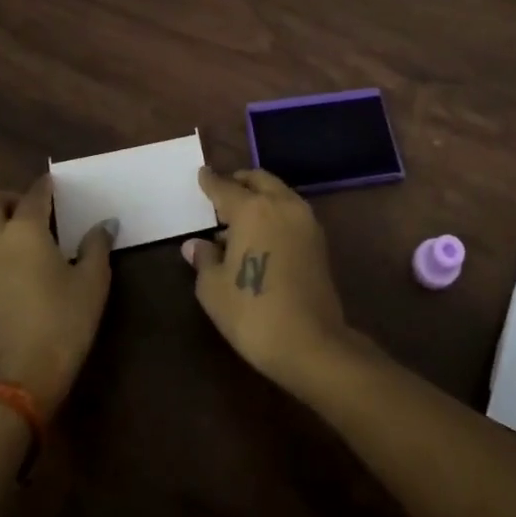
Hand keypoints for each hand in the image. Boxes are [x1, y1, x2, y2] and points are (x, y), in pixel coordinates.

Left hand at [0, 175, 113, 415]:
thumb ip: (96, 247)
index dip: (47, 186)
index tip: (58, 185)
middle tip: (35, 212)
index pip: (34, 195)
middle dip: (9, 199)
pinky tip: (13, 270)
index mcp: (23, 231)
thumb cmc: (60, 325)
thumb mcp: (91, 284)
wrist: (14, 385)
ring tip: (23, 241)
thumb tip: (104, 224)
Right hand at [183, 167, 349, 388]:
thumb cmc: (252, 313)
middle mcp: (282, 204)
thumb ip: (204, 259)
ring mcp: (305, 220)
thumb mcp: (214, 288)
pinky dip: (274, 212)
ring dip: (259, 197)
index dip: (210, 181)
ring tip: (238, 219)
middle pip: (258, 180)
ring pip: (278, 193)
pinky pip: (290, 212)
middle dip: (239, 182)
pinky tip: (260, 235)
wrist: (311, 343)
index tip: (202, 173)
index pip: (225, 186)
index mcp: (252, 209)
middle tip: (222, 193)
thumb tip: (196, 244)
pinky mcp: (318, 240)